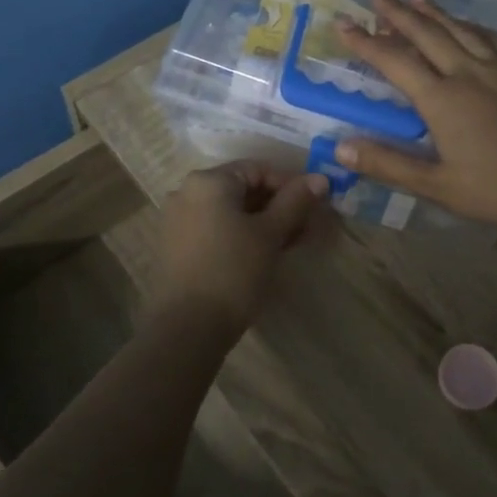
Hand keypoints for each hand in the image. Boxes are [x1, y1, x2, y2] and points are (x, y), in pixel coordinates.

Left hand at [147, 161, 329, 338]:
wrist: (187, 327)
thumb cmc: (233, 271)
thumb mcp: (270, 234)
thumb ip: (295, 202)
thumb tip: (320, 178)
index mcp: (209, 181)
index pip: (259, 169)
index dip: (291, 185)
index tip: (315, 206)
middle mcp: (187, 192)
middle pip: (243, 189)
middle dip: (278, 206)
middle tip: (307, 227)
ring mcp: (177, 220)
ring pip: (230, 211)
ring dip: (262, 222)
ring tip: (290, 244)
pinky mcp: (176, 246)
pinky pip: (215, 228)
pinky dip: (241, 235)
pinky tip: (262, 255)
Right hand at [335, 0, 496, 236]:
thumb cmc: (494, 189)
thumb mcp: (435, 185)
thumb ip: (387, 164)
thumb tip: (340, 149)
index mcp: (441, 99)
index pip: (394, 61)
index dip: (365, 42)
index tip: (343, 23)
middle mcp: (468, 73)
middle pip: (427, 33)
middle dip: (398, 11)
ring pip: (461, 29)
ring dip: (435, 11)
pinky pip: (493, 40)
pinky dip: (473, 26)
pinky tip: (469, 23)